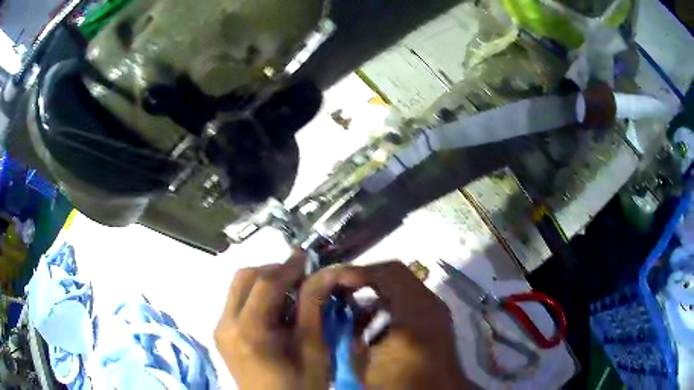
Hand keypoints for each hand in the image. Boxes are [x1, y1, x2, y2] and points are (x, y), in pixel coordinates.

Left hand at [214, 251, 352, 389]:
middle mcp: (225, 324)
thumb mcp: (313, 349)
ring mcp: (220, 328)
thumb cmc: (300, 385)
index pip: (265, 283)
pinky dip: (256, 296)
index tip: (308, 258)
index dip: (288, 266)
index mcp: (248, 332)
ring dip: (264, 281)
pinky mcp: (222, 333)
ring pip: (238, 287)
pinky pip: (236, 301)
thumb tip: (325, 272)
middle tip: (300, 276)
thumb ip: (314, 307)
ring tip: (291, 291)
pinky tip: (276, 308)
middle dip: (274, 270)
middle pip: (244, 278)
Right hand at [335, 261, 470, 389]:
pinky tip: (373, 324)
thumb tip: (342, 317)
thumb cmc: (401, 382)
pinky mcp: (436, 320)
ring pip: (403, 287)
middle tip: (340, 289)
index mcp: (414, 311)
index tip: (336, 281)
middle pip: (396, 275)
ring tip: (353, 307)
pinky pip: (409, 301)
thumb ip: (352, 336)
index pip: (388, 273)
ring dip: (377, 293)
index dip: (359, 272)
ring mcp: (436, 311)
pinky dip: (389, 305)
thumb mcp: (366, 364)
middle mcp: (429, 304)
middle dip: (365, 280)